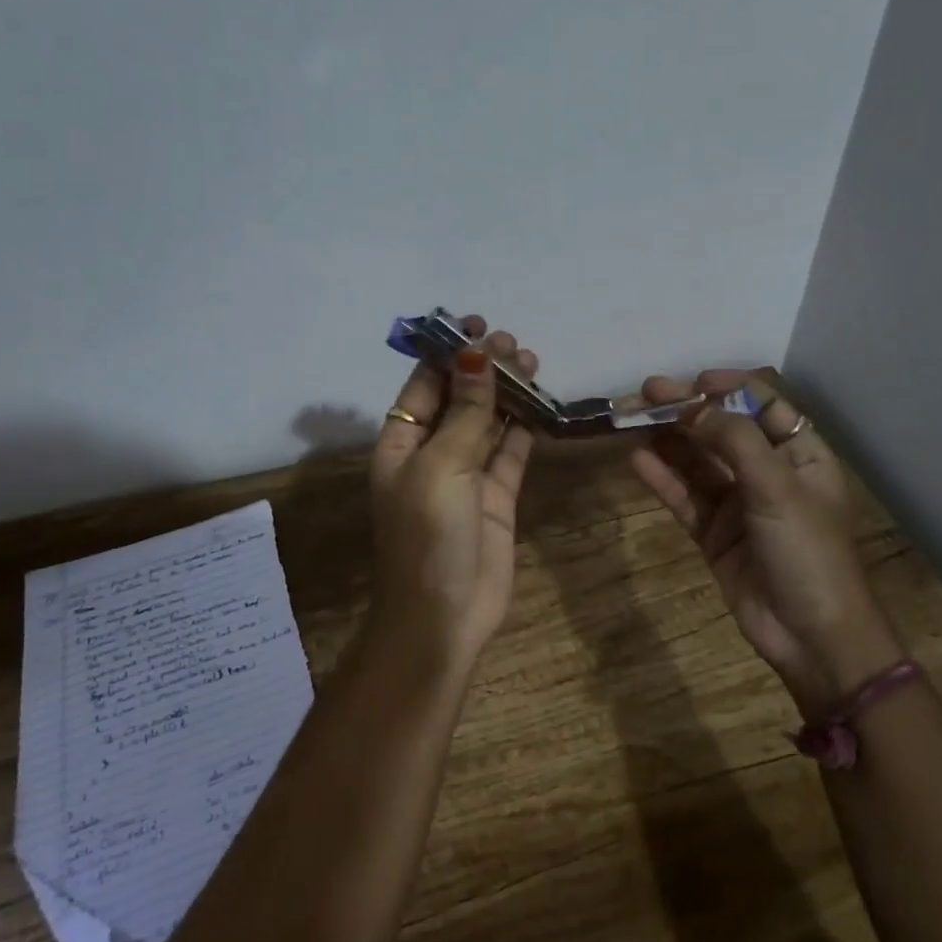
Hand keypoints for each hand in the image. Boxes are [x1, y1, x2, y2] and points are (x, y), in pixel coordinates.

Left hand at [369, 315, 539, 662]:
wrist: (445, 615)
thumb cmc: (429, 536)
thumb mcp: (441, 468)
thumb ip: (465, 414)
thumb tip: (476, 357)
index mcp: (401, 444)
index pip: (423, 385)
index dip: (448, 353)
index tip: (477, 326)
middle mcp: (432, 453)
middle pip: (459, 398)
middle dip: (483, 368)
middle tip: (514, 345)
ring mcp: (467, 474)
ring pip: (488, 420)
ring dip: (507, 392)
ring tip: (532, 363)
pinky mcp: (497, 494)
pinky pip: (512, 450)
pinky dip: (525, 425)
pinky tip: (541, 402)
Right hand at [628, 371, 902, 714]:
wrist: (811, 636)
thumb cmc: (808, 552)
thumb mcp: (778, 488)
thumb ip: (735, 441)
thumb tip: (694, 407)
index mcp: (800, 455)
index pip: (763, 405)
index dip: (728, 388)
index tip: (692, 382)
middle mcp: (768, 473)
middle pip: (722, 431)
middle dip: (687, 411)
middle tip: (646, 393)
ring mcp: (739, 504)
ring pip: (698, 463)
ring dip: (668, 441)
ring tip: (632, 419)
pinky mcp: (714, 533)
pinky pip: (685, 498)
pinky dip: (663, 479)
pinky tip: (638, 460)